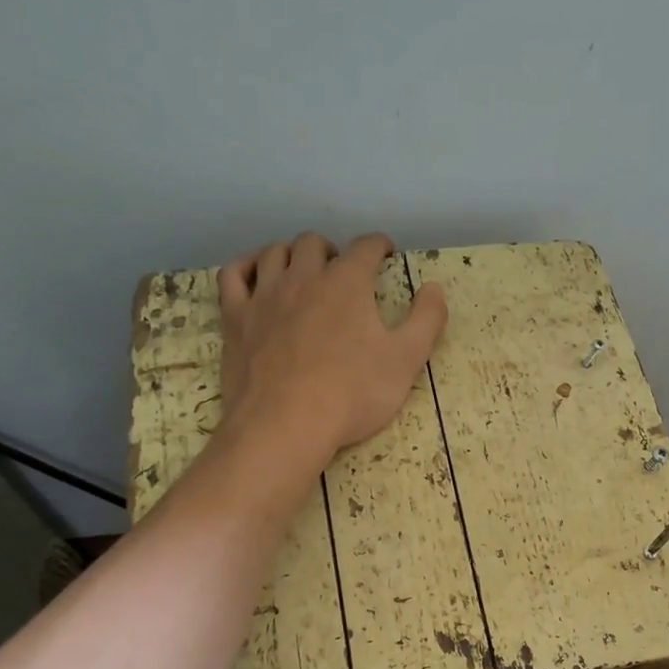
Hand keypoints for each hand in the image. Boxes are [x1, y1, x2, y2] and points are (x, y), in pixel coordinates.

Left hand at [216, 232, 446, 474]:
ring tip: (302, 272)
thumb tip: (435, 288)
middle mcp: (303, 277)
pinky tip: (255, 276)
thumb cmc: (353, 393)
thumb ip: (426, 320)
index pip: (366, 247)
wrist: (286, 424)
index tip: (385, 254)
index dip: (379, 247)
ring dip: (292, 255)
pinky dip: (246, 267)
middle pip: (314, 244)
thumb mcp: (406, 360)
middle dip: (332, 251)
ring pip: (274, 253)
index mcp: (347, 282)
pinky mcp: (236, 318)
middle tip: (342, 271)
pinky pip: (233, 275)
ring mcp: (264, 295)